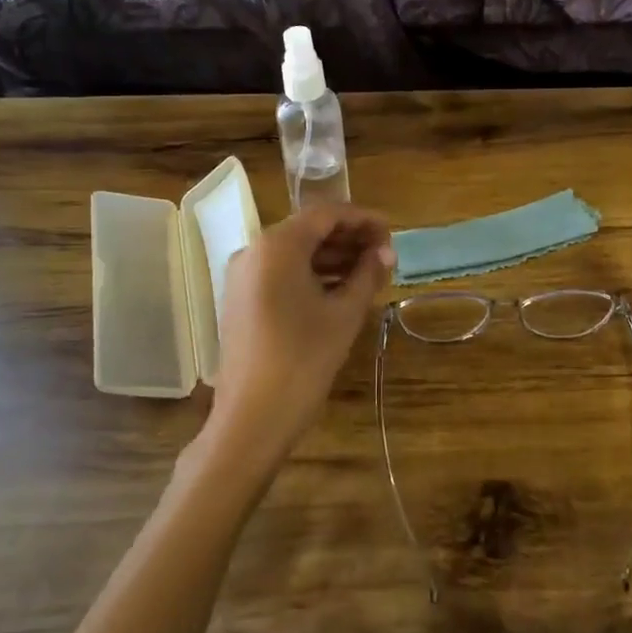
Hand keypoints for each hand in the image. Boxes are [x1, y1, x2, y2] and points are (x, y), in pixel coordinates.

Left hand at [207, 204, 393, 465]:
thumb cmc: (304, 359)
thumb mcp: (344, 314)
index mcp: (277, 246)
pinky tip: (339, 291)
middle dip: (348, 239)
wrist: (252, 418)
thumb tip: (386, 253)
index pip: (326, 214)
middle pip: (307, 231)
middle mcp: (253, 251)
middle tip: (384, 256)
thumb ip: (367, 275)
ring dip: (331, 258)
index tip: (391, 233)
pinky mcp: (240, 300)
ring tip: (369, 274)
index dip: (362, 219)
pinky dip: (310, 275)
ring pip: (294, 253)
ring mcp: (242, 276)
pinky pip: (280, 274)